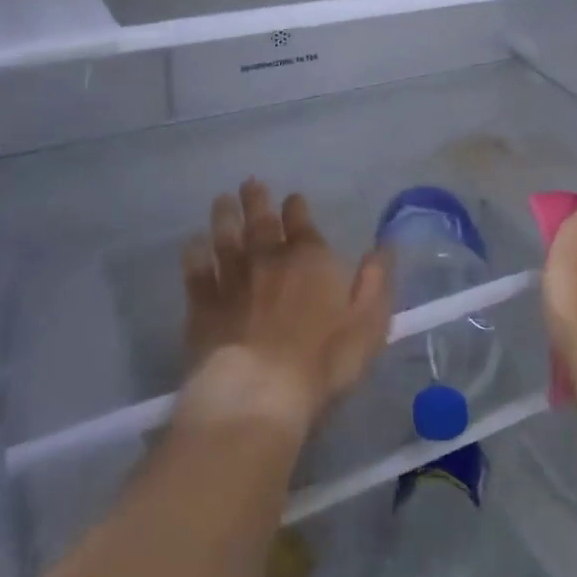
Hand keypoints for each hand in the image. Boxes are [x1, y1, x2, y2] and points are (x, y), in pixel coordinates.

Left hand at [178, 180, 390, 438]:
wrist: (258, 393)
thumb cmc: (324, 360)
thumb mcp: (370, 322)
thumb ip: (377, 281)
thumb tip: (384, 245)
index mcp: (309, 259)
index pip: (302, 223)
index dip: (296, 208)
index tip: (292, 198)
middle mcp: (268, 259)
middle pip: (260, 222)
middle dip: (256, 201)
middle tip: (249, 183)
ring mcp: (232, 280)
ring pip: (226, 238)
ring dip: (225, 217)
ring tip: (221, 200)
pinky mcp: (203, 305)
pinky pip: (197, 272)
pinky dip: (194, 254)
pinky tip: (192, 244)